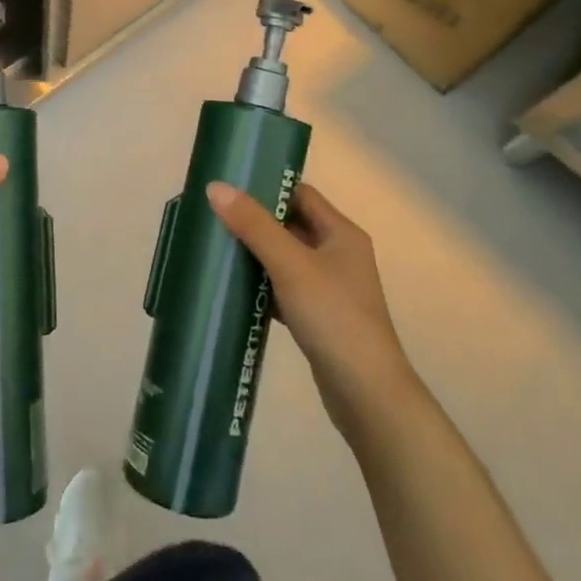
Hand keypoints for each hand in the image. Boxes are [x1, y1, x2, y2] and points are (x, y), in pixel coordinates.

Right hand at [206, 180, 414, 439]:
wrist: (366, 393)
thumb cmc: (333, 316)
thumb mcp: (290, 264)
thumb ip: (253, 225)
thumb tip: (215, 187)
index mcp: (341, 233)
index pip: (300, 194)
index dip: (267, 188)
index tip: (228, 188)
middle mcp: (339, 255)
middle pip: (291, 225)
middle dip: (255, 222)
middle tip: (214, 218)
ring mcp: (330, 288)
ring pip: (285, 259)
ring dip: (256, 255)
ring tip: (216, 249)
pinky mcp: (319, 316)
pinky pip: (284, 289)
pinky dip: (262, 287)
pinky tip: (235, 291)